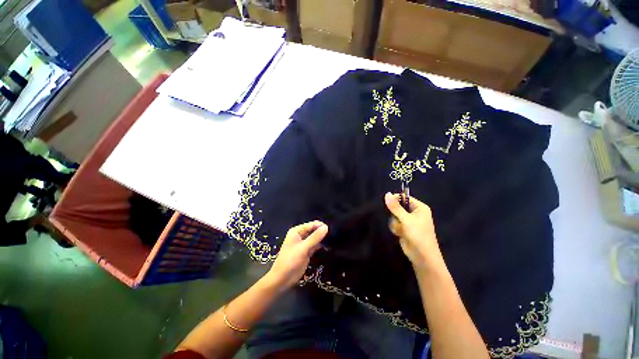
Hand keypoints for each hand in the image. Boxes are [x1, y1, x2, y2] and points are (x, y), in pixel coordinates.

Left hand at [266, 221, 327, 288]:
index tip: (332, 229)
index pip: (311, 225)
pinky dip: (321, 246)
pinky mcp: (306, 252)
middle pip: (313, 230)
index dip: (321, 226)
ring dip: (322, 239)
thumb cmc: (290, 261)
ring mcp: (303, 244)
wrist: (282, 279)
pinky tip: (329, 246)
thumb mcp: (303, 248)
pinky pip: (315, 245)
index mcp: (297, 231)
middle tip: (334, 235)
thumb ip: (315, 237)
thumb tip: (326, 227)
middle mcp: (300, 235)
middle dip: (322, 232)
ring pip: (315, 238)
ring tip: (333, 239)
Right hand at [384, 193, 444, 270]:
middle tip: (398, 219)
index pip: (405, 198)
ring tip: (401, 230)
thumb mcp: (406, 219)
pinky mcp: (404, 229)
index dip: (395, 199)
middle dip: (395, 214)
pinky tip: (400, 234)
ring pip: (394, 216)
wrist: (422, 256)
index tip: (387, 203)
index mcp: (419, 208)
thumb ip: (395, 207)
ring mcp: (409, 221)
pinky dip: (396, 229)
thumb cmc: (418, 234)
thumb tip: (387, 194)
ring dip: (396, 223)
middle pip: (398, 207)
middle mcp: (414, 213)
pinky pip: (395, 224)